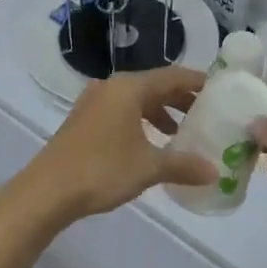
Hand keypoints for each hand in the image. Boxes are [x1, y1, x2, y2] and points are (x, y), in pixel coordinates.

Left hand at [8, 67, 217, 226]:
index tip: (220, 90)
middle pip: (154, 85)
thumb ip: (183, 165)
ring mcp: (94, 102)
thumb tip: (214, 172)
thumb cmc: (101, 170)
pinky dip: (140, 121)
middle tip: (205, 113)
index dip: (197, 82)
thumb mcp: (148, 168)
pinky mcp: (83, 120)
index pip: (173, 75)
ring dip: (160, 112)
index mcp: (129, 88)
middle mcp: (111, 87)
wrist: (45, 192)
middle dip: (180, 99)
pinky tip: (149, 144)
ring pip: (136, 100)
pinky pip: (121, 111)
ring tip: (179, 132)